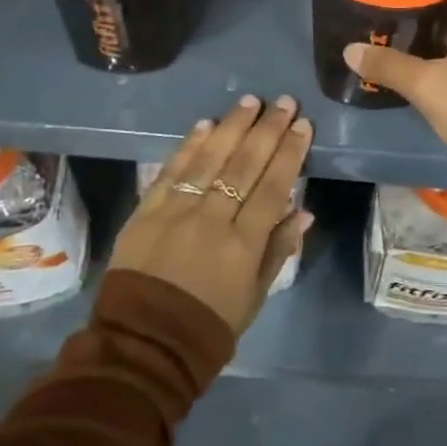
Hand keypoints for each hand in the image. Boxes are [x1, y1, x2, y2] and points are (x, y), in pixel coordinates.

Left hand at [108, 95, 313, 334]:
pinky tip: (205, 123)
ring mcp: (175, 212)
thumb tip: (303, 211)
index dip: (289, 153)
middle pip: (244, 165)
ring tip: (249, 101)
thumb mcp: (254, 297)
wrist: (143, 344)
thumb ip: (278, 251)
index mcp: (242, 245)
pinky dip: (189, 145)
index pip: (272, 187)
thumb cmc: (208, 326)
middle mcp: (211, 220)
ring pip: (209, 159)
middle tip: (283, 101)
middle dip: (266, 130)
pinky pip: (171, 171)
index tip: (302, 124)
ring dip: (231, 126)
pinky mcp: (146, 211)